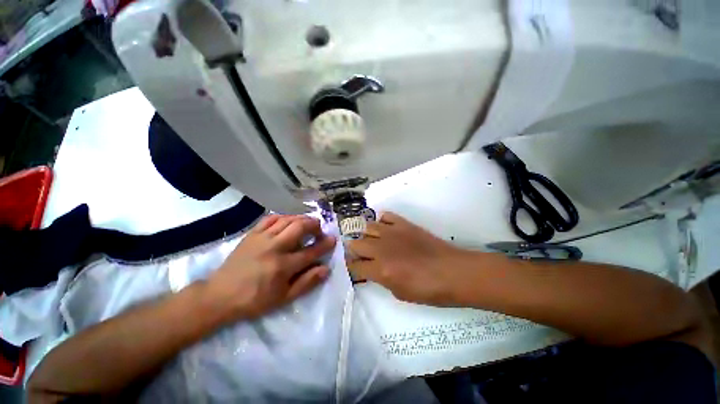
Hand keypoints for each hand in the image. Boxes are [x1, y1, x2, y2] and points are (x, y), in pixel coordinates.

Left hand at [207, 214, 335, 320]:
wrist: (219, 296)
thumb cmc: (254, 300)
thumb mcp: (283, 298)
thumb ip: (306, 282)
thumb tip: (326, 269)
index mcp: (283, 266)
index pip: (311, 251)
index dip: (325, 244)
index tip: (333, 239)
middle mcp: (274, 248)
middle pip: (300, 227)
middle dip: (314, 225)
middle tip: (319, 229)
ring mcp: (262, 238)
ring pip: (287, 219)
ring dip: (301, 218)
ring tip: (307, 223)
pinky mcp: (252, 234)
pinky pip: (271, 218)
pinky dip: (283, 217)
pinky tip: (288, 221)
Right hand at [347, 212, 474, 305]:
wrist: (453, 272)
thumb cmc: (429, 289)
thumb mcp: (400, 293)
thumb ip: (381, 279)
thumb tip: (373, 271)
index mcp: (380, 269)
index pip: (354, 266)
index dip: (351, 269)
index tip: (354, 270)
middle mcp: (381, 248)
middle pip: (356, 244)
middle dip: (355, 251)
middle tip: (361, 256)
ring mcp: (392, 232)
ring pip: (367, 227)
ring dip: (366, 235)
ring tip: (372, 241)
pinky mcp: (403, 224)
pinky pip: (386, 216)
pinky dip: (382, 222)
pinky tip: (386, 229)